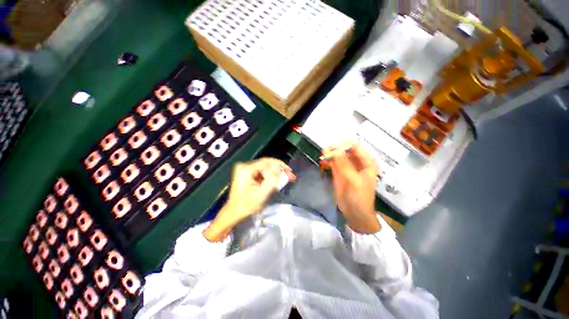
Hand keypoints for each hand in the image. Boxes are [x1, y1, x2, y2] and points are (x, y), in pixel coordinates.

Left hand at [203, 158, 294, 240]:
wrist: (234, 212)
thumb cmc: (246, 205)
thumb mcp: (261, 194)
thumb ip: (273, 182)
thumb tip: (284, 174)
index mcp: (246, 169)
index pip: (266, 163)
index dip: (280, 166)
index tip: (290, 171)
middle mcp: (245, 166)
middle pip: (266, 163)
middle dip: (280, 168)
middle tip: (290, 174)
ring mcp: (246, 169)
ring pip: (266, 167)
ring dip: (277, 171)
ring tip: (287, 176)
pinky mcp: (248, 173)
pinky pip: (263, 171)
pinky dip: (271, 175)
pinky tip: (279, 178)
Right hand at [322, 142, 380, 233]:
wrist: (355, 213)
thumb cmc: (359, 197)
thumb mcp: (353, 180)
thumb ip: (344, 164)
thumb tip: (335, 150)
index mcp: (366, 162)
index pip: (355, 147)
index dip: (343, 145)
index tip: (331, 149)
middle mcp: (357, 162)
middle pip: (345, 150)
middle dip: (335, 149)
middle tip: (324, 152)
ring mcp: (347, 167)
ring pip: (338, 155)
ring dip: (330, 154)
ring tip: (322, 156)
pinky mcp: (339, 172)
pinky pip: (333, 163)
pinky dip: (328, 161)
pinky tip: (322, 163)